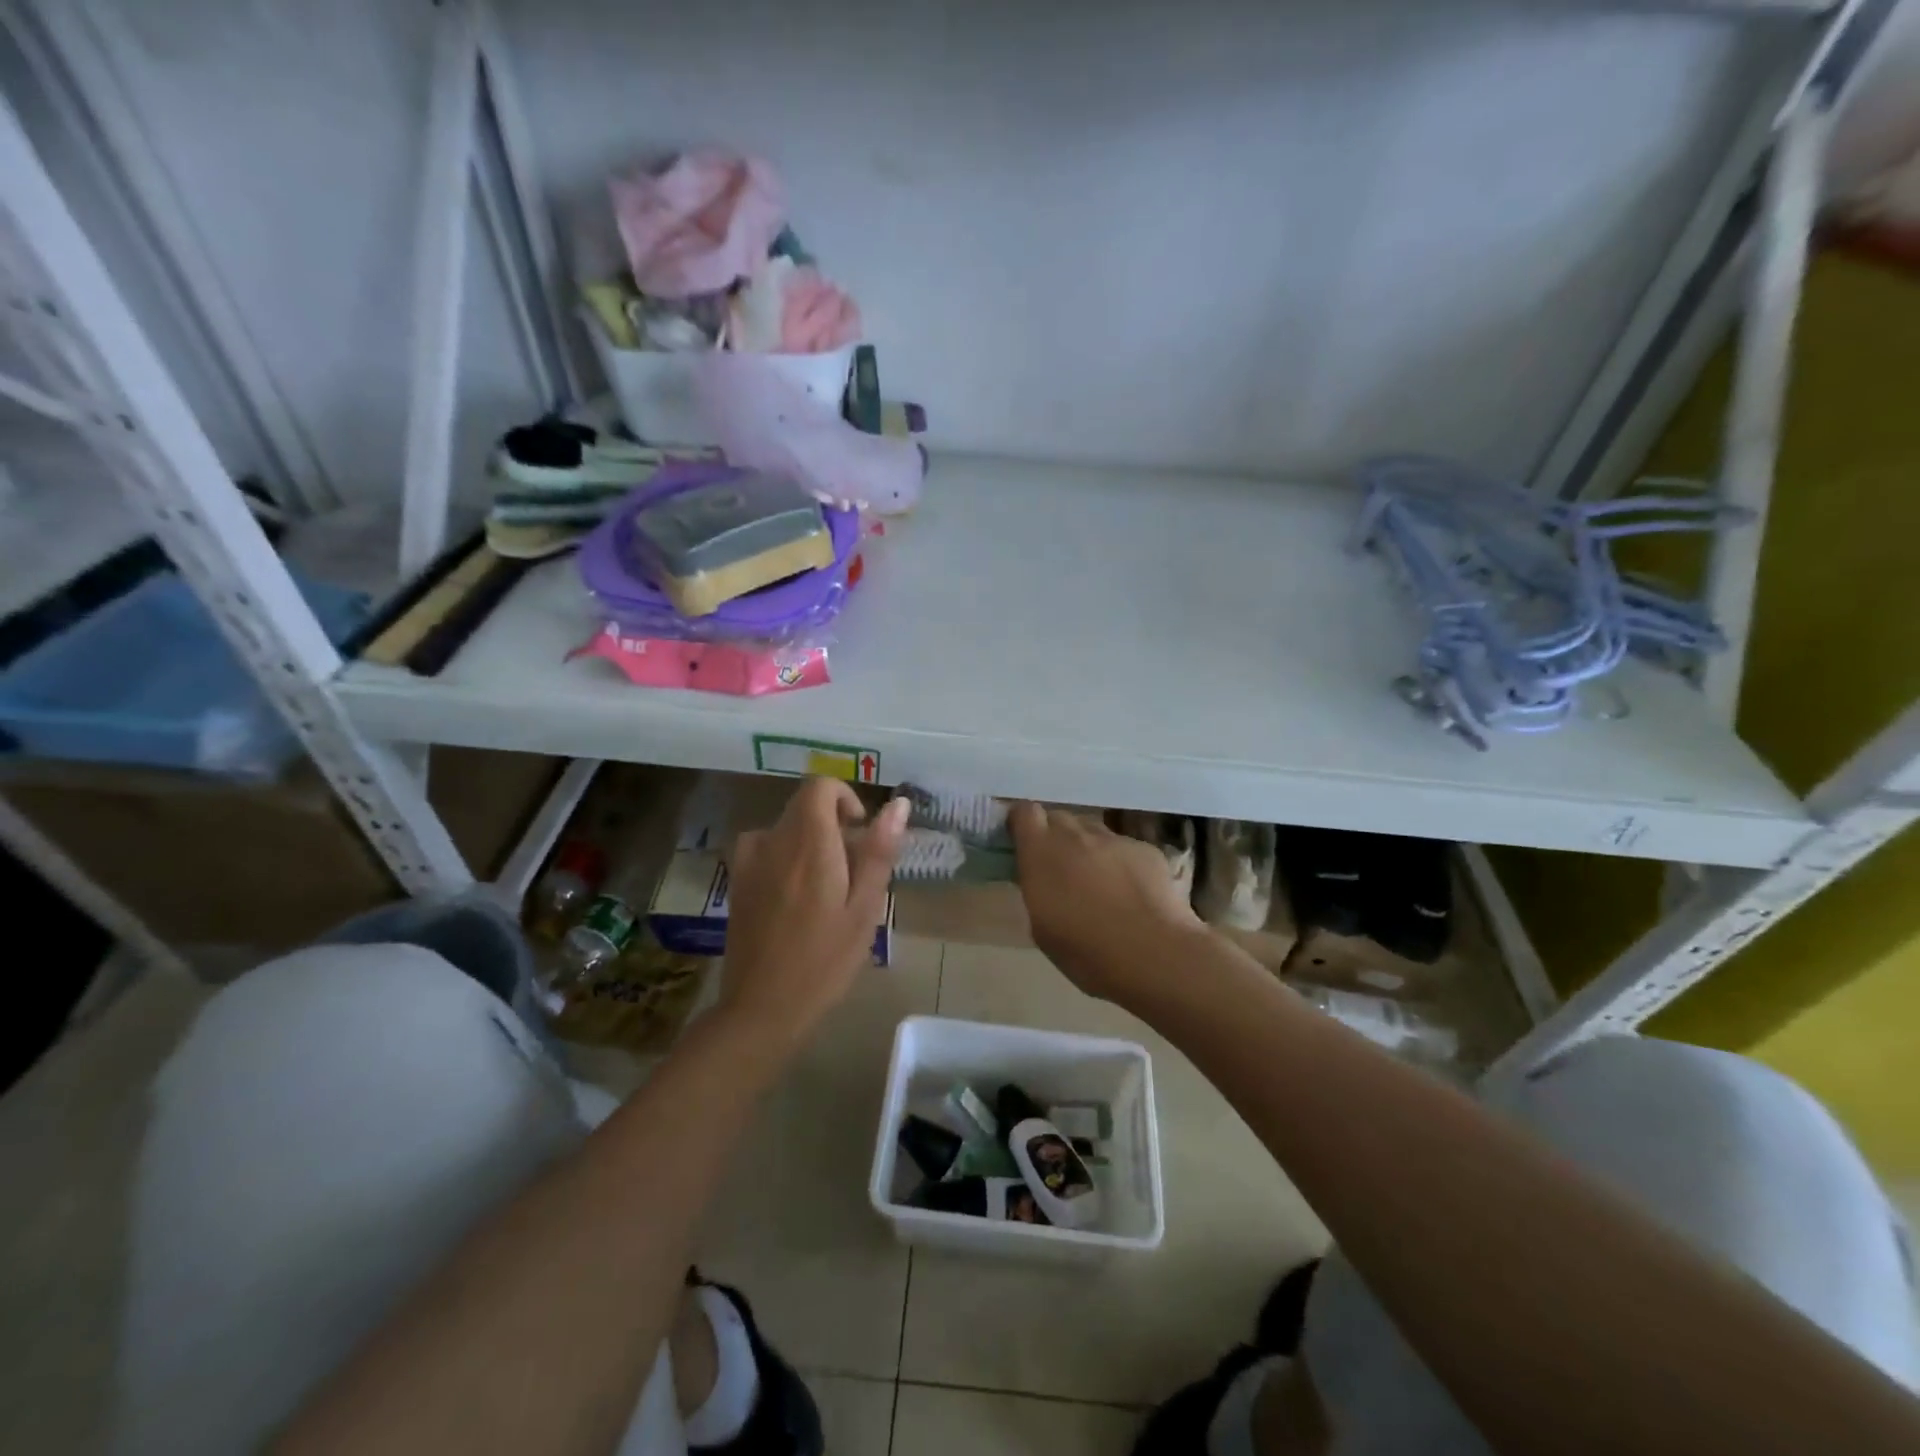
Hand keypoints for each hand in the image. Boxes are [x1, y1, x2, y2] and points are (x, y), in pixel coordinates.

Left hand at [721, 778, 907, 1043]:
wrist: (762, 1007)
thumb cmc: (825, 960)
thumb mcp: (864, 908)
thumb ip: (879, 851)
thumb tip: (899, 804)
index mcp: (808, 842)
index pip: (820, 786)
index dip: (844, 798)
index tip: (860, 831)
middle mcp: (773, 840)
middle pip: (803, 806)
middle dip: (832, 825)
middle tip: (851, 873)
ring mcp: (748, 860)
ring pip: (786, 828)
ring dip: (809, 842)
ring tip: (826, 889)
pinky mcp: (736, 880)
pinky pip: (765, 848)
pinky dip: (786, 857)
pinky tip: (795, 899)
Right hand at [1009, 803, 1204, 1006]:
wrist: (1154, 954)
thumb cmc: (1086, 951)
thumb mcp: (1042, 927)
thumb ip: (1038, 890)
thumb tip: (1044, 880)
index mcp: (1041, 852)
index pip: (1024, 812)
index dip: (1022, 823)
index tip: (1022, 842)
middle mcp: (1076, 835)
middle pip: (1059, 818)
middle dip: (1055, 837)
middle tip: (1060, 869)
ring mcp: (1114, 839)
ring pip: (1093, 832)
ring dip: (1088, 849)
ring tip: (1099, 884)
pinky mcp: (1146, 849)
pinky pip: (1124, 848)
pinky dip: (1122, 863)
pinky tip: (1132, 894)